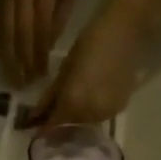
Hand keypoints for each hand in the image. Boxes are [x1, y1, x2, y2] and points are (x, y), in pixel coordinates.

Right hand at [0, 0, 75, 86]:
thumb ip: (60, 16)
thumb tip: (48, 46)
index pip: (42, 28)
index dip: (40, 53)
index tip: (41, 74)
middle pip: (22, 33)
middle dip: (23, 61)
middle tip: (25, 83)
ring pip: (6, 32)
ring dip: (9, 58)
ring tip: (13, 78)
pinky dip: (0, 46)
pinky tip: (3, 61)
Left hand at [28, 0, 160, 128]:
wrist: (127, 31)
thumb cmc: (90, 43)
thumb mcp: (65, 70)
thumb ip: (50, 97)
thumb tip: (35, 115)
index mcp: (74, 104)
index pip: (53, 125)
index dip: (42, 128)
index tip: (33, 127)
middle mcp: (91, 114)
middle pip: (69, 126)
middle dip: (58, 124)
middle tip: (49, 116)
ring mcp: (108, 113)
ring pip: (84, 123)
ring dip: (74, 119)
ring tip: (68, 107)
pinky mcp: (121, 107)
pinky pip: (99, 116)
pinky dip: (90, 112)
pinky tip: (87, 101)